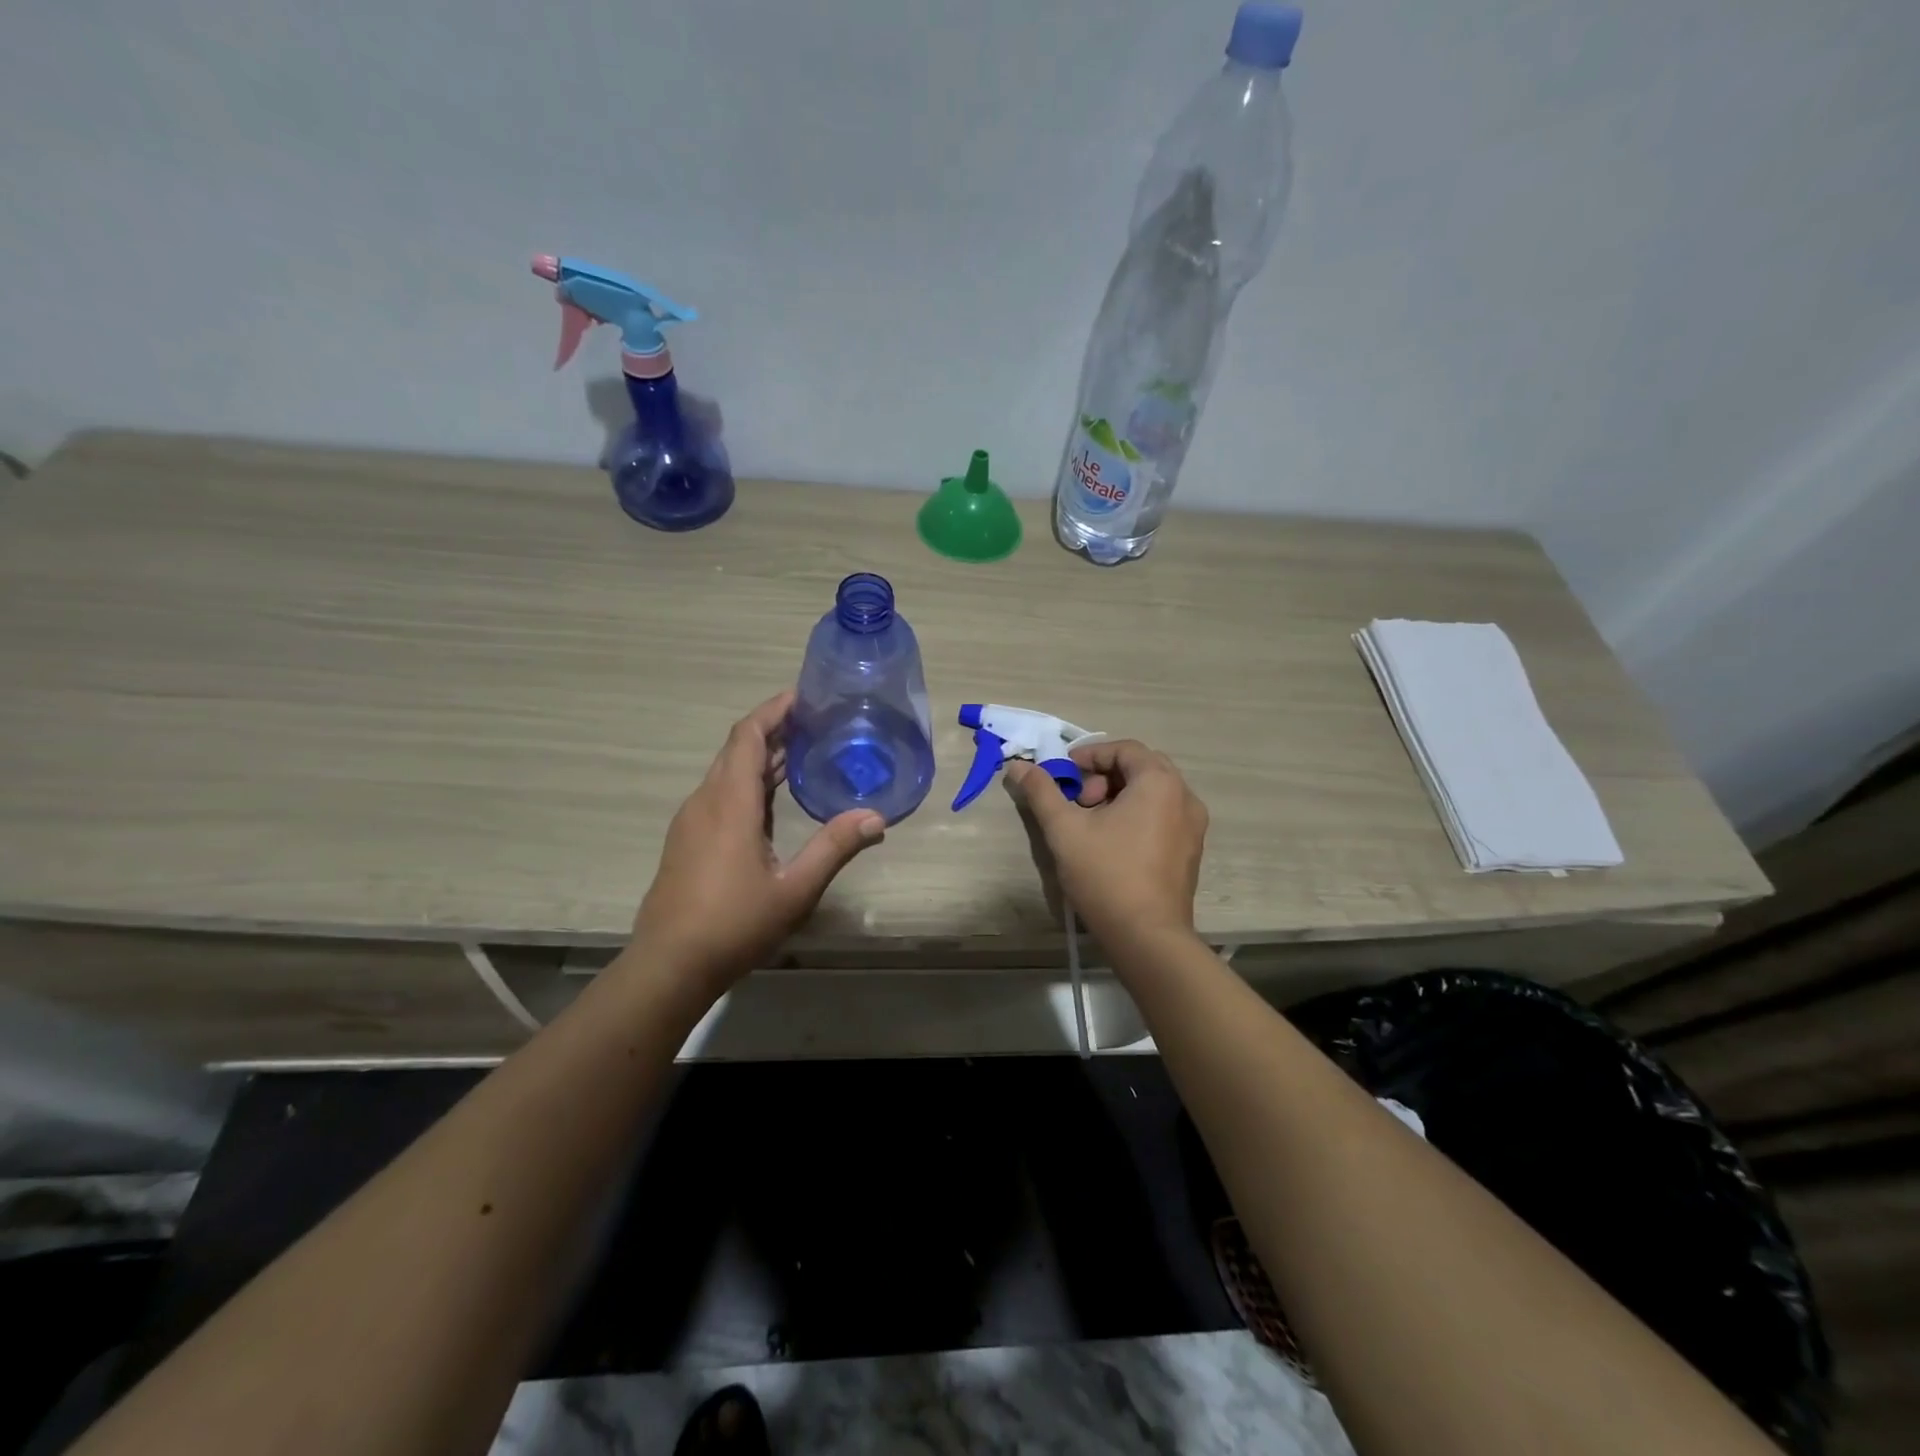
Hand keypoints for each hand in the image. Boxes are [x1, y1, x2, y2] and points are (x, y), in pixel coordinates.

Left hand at [633, 691, 884, 990]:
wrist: (669, 965)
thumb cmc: (733, 924)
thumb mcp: (795, 889)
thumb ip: (834, 847)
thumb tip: (876, 817)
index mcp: (730, 803)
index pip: (748, 737)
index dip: (773, 711)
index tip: (802, 696)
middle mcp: (706, 801)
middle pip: (736, 749)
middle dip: (772, 730)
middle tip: (814, 723)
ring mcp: (691, 821)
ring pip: (726, 772)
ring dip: (760, 758)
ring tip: (801, 754)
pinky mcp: (687, 840)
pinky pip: (719, 794)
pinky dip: (748, 783)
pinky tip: (772, 802)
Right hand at [1005, 740, 1207, 943]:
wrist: (1147, 937)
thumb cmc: (1106, 874)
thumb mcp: (1064, 829)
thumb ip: (1041, 791)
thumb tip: (1018, 766)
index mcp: (1159, 782)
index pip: (1124, 749)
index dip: (1090, 755)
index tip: (1065, 773)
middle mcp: (1185, 797)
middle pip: (1142, 767)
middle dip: (1105, 776)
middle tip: (1079, 800)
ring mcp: (1194, 826)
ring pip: (1154, 793)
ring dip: (1120, 796)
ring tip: (1093, 824)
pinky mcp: (1191, 851)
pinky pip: (1164, 815)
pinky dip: (1138, 815)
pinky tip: (1114, 844)